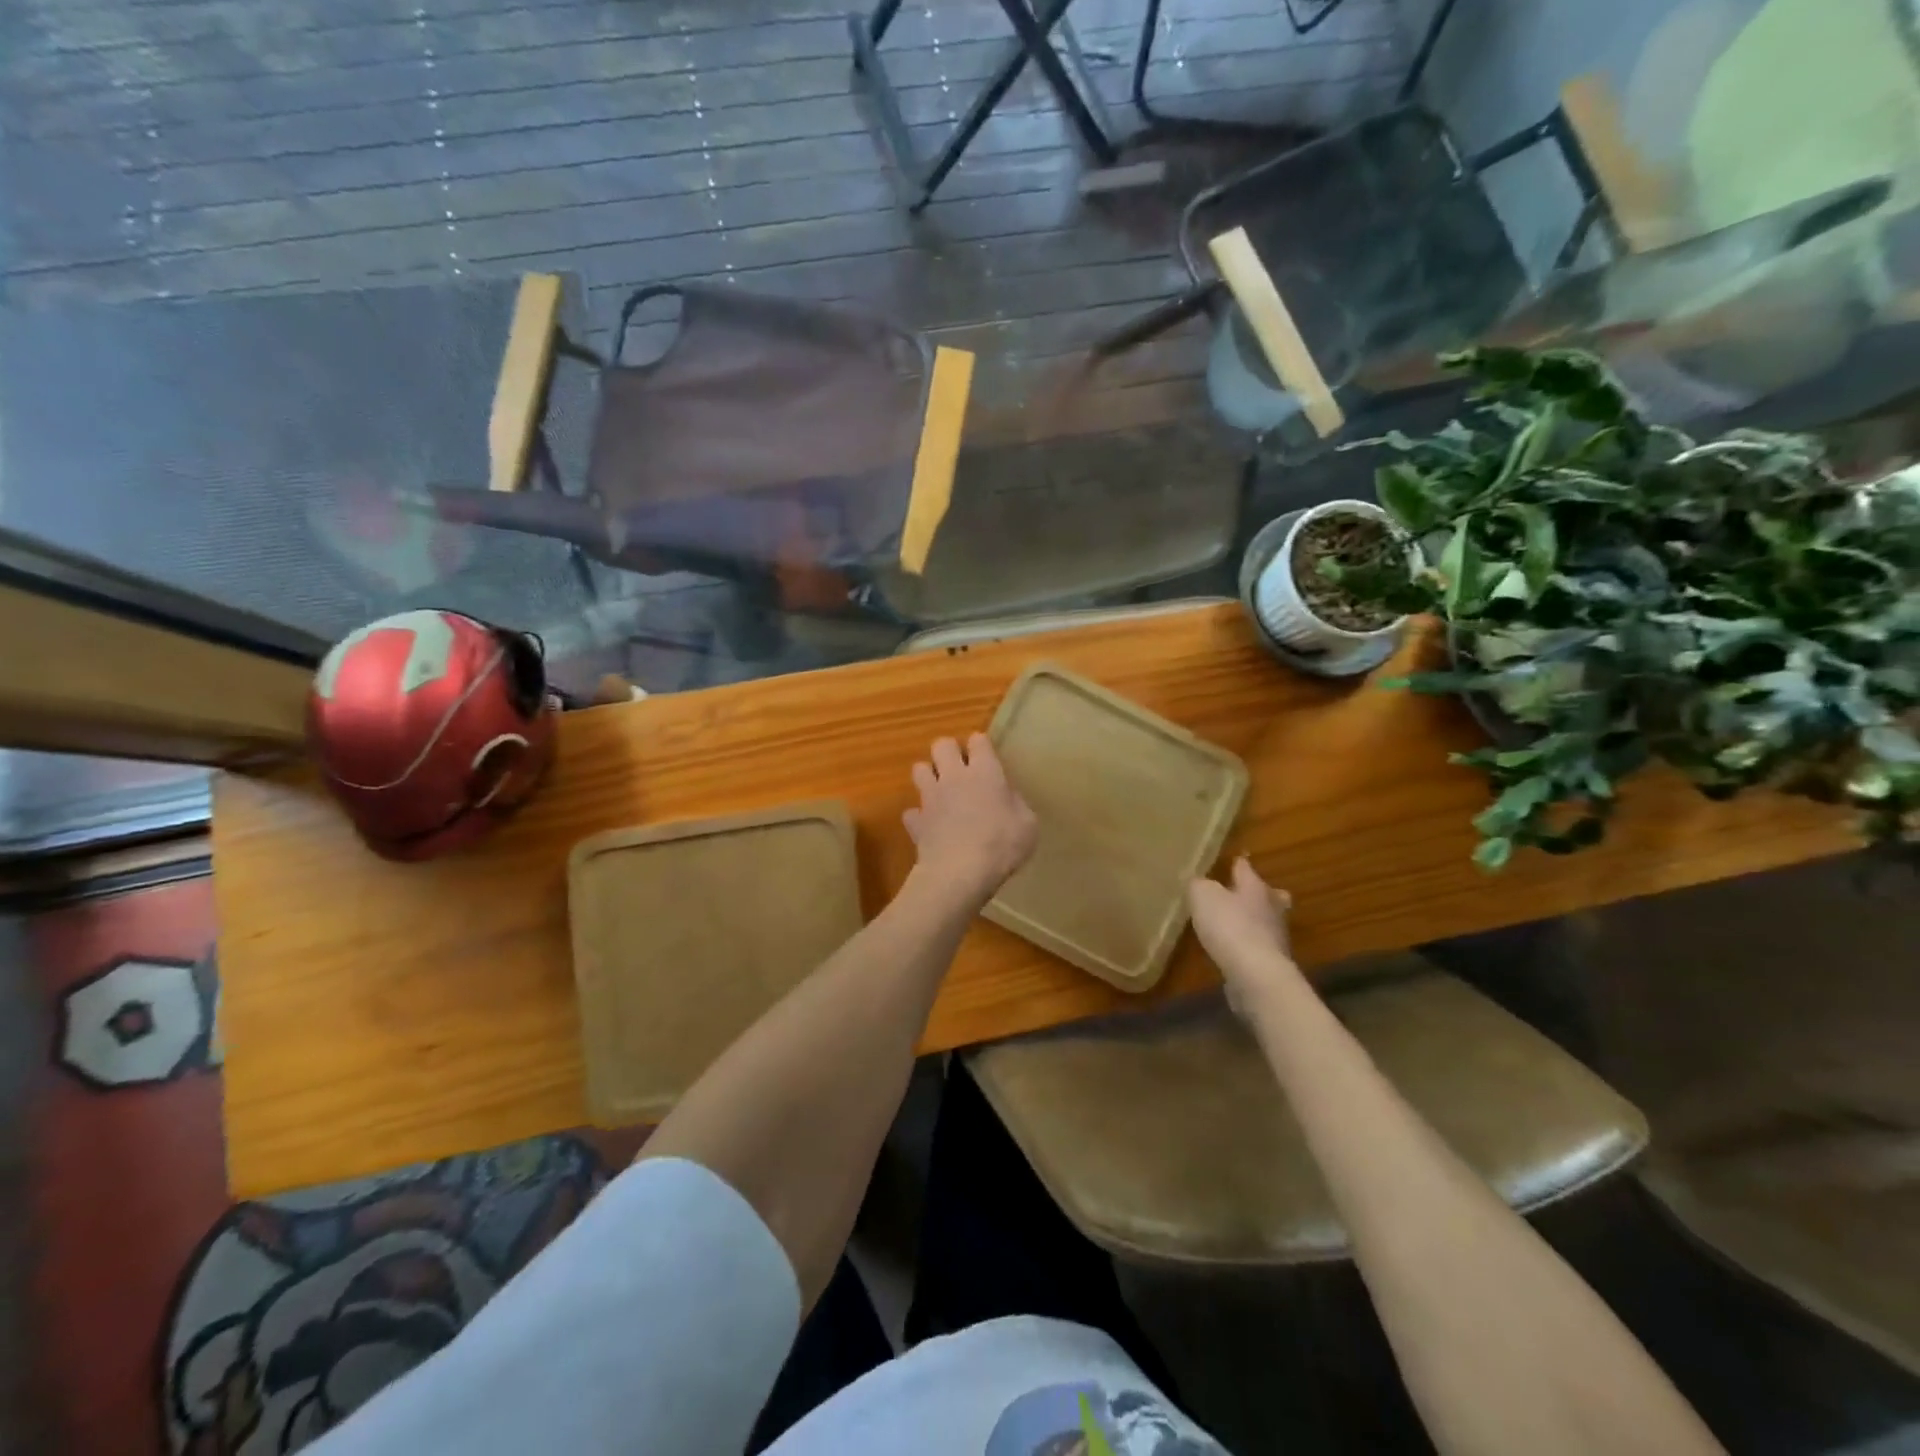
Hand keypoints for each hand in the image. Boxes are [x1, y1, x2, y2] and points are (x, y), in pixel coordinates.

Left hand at [904, 735, 1037, 910]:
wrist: (960, 873)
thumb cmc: (1001, 845)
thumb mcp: (1028, 824)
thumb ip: (1016, 803)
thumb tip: (1007, 796)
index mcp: (985, 772)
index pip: (978, 740)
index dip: (981, 746)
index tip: (987, 757)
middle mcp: (954, 777)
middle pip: (942, 745)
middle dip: (949, 751)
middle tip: (961, 769)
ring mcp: (931, 797)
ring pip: (919, 769)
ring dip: (929, 776)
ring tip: (941, 791)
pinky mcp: (917, 821)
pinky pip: (913, 811)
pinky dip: (920, 816)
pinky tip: (930, 826)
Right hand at [1189, 857, 1297, 1004]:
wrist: (1256, 974)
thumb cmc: (1229, 926)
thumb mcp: (1202, 896)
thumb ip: (1199, 885)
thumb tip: (1199, 882)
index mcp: (1255, 887)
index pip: (1245, 868)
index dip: (1237, 863)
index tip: (1235, 860)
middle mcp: (1271, 908)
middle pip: (1269, 895)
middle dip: (1260, 893)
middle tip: (1247, 894)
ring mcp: (1275, 937)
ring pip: (1266, 921)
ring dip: (1254, 921)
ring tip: (1235, 923)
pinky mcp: (1272, 963)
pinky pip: (1260, 947)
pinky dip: (1249, 945)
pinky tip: (1235, 949)